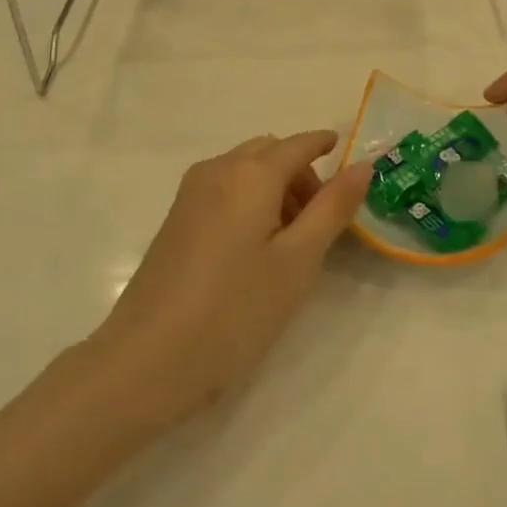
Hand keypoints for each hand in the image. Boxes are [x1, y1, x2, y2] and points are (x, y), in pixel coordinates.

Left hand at [88, 132, 371, 428]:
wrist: (144, 362)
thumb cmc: (233, 311)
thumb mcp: (297, 262)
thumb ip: (333, 208)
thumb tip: (363, 165)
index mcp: (251, 173)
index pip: (299, 144)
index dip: (326, 145)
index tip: (350, 164)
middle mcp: (218, 169)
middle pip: (270, 152)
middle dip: (301, 173)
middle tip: (321, 221)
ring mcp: (191, 193)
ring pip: (246, 170)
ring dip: (275, 187)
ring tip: (290, 242)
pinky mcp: (176, 219)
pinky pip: (224, 189)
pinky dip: (249, 200)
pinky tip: (253, 250)